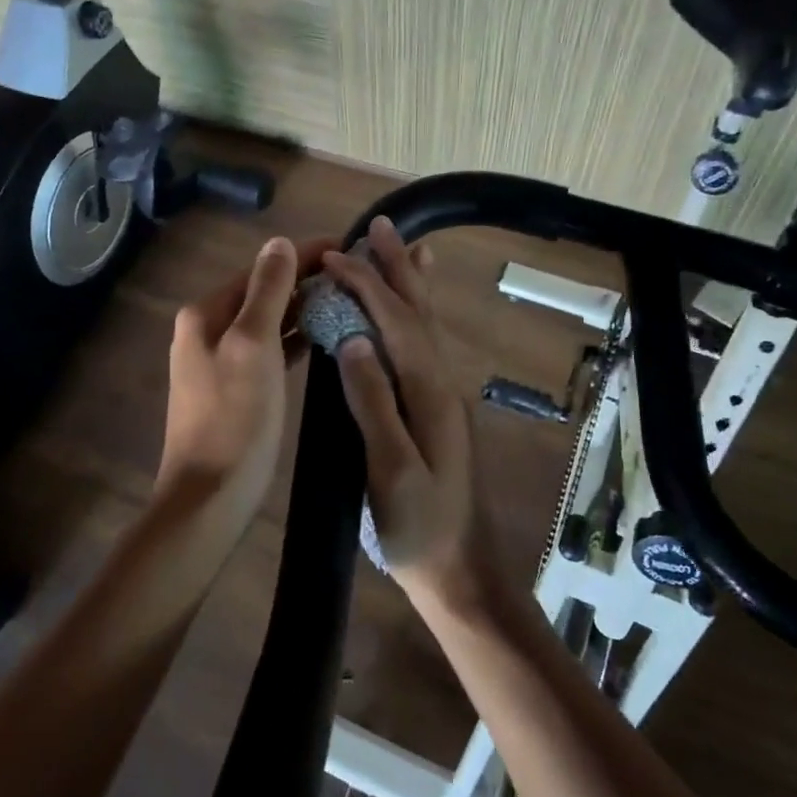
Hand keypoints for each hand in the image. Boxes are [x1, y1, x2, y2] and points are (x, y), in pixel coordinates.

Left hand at [158, 235, 333, 528]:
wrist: (210, 496)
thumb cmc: (234, 419)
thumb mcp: (252, 346)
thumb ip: (267, 291)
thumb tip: (278, 242)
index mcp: (207, 313)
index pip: (262, 269)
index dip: (303, 255)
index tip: (347, 245)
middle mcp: (209, 330)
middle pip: (265, 293)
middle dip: (307, 280)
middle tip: (357, 274)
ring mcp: (222, 360)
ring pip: (269, 321)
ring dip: (304, 308)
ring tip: (349, 299)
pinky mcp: (238, 388)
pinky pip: (271, 350)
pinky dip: (296, 339)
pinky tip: (325, 337)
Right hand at [323, 217, 488, 610]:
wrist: (461, 571)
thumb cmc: (419, 529)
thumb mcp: (391, 471)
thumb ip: (374, 404)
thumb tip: (354, 339)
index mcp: (429, 393)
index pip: (395, 323)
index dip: (366, 285)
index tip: (334, 256)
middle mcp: (443, 384)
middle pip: (418, 312)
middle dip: (398, 267)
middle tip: (381, 225)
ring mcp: (444, 396)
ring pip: (427, 324)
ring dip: (411, 282)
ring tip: (403, 246)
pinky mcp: (439, 409)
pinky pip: (426, 345)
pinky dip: (417, 314)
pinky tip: (412, 312)